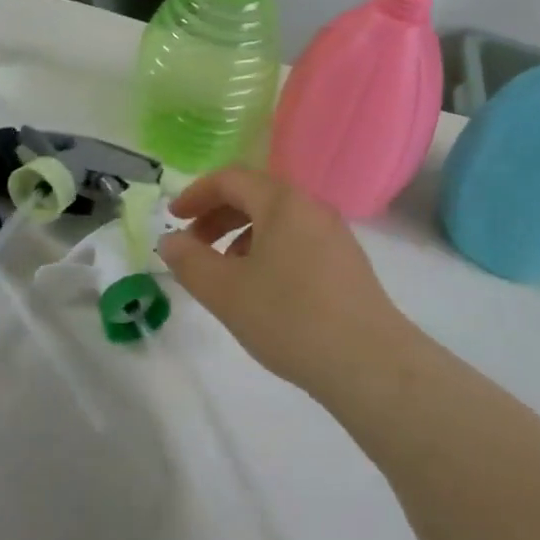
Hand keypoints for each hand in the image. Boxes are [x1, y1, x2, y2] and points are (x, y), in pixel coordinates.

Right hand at [158, 168, 409, 395]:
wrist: (369, 361)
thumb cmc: (289, 318)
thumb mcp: (226, 291)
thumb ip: (190, 261)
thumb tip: (170, 241)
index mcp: (283, 202)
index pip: (231, 178)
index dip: (196, 194)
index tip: (173, 218)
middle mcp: (312, 207)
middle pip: (256, 196)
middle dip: (217, 216)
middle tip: (193, 247)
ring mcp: (335, 234)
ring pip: (277, 220)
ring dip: (242, 236)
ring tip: (224, 273)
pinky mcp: (347, 262)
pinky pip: (297, 240)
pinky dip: (268, 251)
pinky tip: (261, 289)